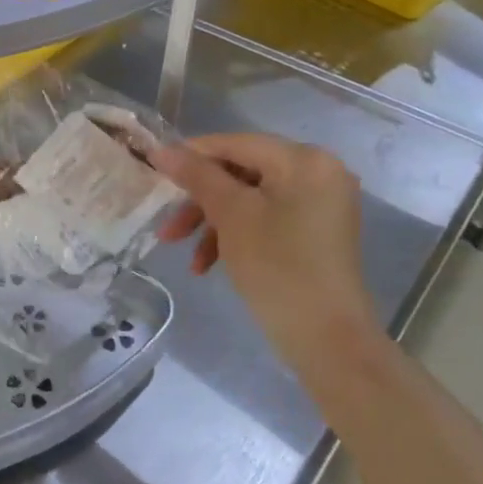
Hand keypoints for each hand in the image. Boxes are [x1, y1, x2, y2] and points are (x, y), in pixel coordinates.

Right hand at [150, 133, 379, 360]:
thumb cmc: (278, 266)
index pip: (236, 144)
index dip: (192, 155)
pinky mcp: (317, 233)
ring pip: (251, 200)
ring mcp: (320, 205)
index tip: (154, 170)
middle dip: (201, 201)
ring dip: (213, 224)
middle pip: (242, 173)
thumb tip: (162, 149)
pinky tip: (209, 265)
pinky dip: (237, 236)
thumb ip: (197, 176)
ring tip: (186, 256)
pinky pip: (267, 220)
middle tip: (168, 227)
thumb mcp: (231, 215)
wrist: (328, 339)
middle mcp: (318, 173)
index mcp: (304, 160)